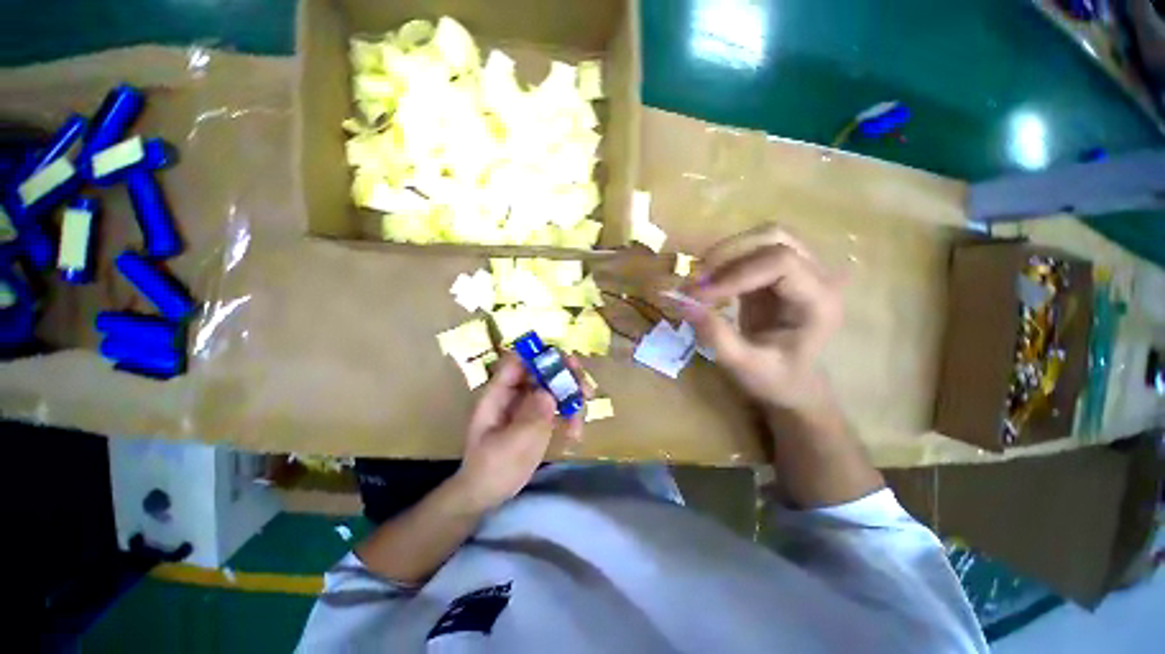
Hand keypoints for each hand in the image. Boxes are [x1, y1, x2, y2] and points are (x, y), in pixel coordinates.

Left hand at [453, 353, 586, 511]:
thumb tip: (549, 393)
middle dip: (565, 376)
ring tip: (583, 417)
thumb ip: (531, 418)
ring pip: (554, 388)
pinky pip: (558, 408)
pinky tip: (575, 434)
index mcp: (499, 393)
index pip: (518, 362)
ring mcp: (528, 406)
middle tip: (585, 387)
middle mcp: (515, 394)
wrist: (486, 495)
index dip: (540, 356)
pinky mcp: (538, 419)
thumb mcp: (511, 445)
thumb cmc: (492, 469)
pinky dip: (569, 416)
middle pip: (542, 371)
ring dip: (572, 397)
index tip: (567, 362)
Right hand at [680, 224, 842, 409]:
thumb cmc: (775, 379)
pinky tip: (709, 282)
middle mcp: (817, 277)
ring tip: (700, 280)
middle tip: (696, 281)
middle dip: (728, 255)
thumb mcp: (743, 365)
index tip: (697, 295)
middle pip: (774, 237)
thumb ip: (715, 336)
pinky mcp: (778, 272)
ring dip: (725, 254)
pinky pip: (750, 251)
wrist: (792, 382)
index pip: (780, 263)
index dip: (735, 273)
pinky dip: (725, 261)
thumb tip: (682, 302)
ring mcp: (799, 270)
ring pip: (762, 237)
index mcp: (819, 302)